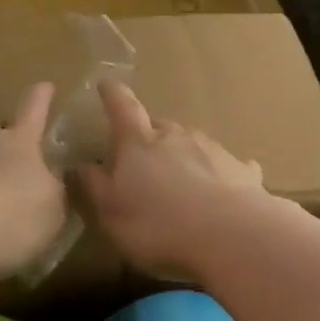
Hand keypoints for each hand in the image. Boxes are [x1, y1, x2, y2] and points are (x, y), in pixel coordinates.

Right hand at [78, 82, 266, 280]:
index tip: (106, 84)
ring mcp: (212, 149)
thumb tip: (78, 165)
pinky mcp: (241, 170)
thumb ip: (93, 186)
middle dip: (148, 134)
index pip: (121, 107)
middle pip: (158, 125)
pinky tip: (224, 186)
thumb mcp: (110, 213)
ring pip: (191, 142)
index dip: (112, 95)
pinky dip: (220, 172)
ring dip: (182, 154)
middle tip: (141, 154)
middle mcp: (176, 136)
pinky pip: (227, 165)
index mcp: (138, 142)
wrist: (231, 236)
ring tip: (179, 177)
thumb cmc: (158, 225)